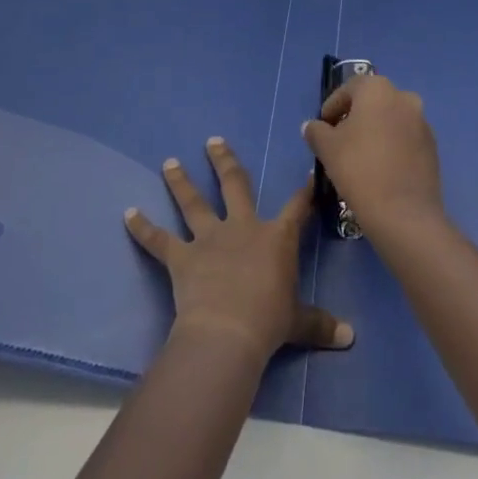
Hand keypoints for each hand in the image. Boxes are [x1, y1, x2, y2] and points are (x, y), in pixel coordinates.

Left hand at [125, 137, 353, 363]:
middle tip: (213, 141)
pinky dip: (142, 228)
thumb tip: (350, 337)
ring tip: (168, 162)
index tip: (309, 174)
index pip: (296, 207)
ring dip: (180, 181)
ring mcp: (209, 239)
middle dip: (224, 161)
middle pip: (234, 185)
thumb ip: (321, 325)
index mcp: (276, 237)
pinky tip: (127, 214)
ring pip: (193, 202)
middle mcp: (241, 227)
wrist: (227, 333)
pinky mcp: (182, 257)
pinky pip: (158, 240)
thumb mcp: (299, 323)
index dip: (304, 192)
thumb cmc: (268, 323)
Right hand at [303, 74, 444, 234]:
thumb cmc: (359, 169)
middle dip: (354, 117)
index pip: (349, 88)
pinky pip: (405, 139)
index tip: (322, 126)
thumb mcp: (327, 148)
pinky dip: (391, 146)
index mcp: (378, 89)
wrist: (404, 212)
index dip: (332, 106)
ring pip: (391, 120)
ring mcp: (422, 122)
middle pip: (372, 102)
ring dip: (374, 131)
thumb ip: (316, 131)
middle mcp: (404, 98)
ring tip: (359, 156)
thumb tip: (312, 127)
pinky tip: (380, 169)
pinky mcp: (432, 147)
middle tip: (339, 140)